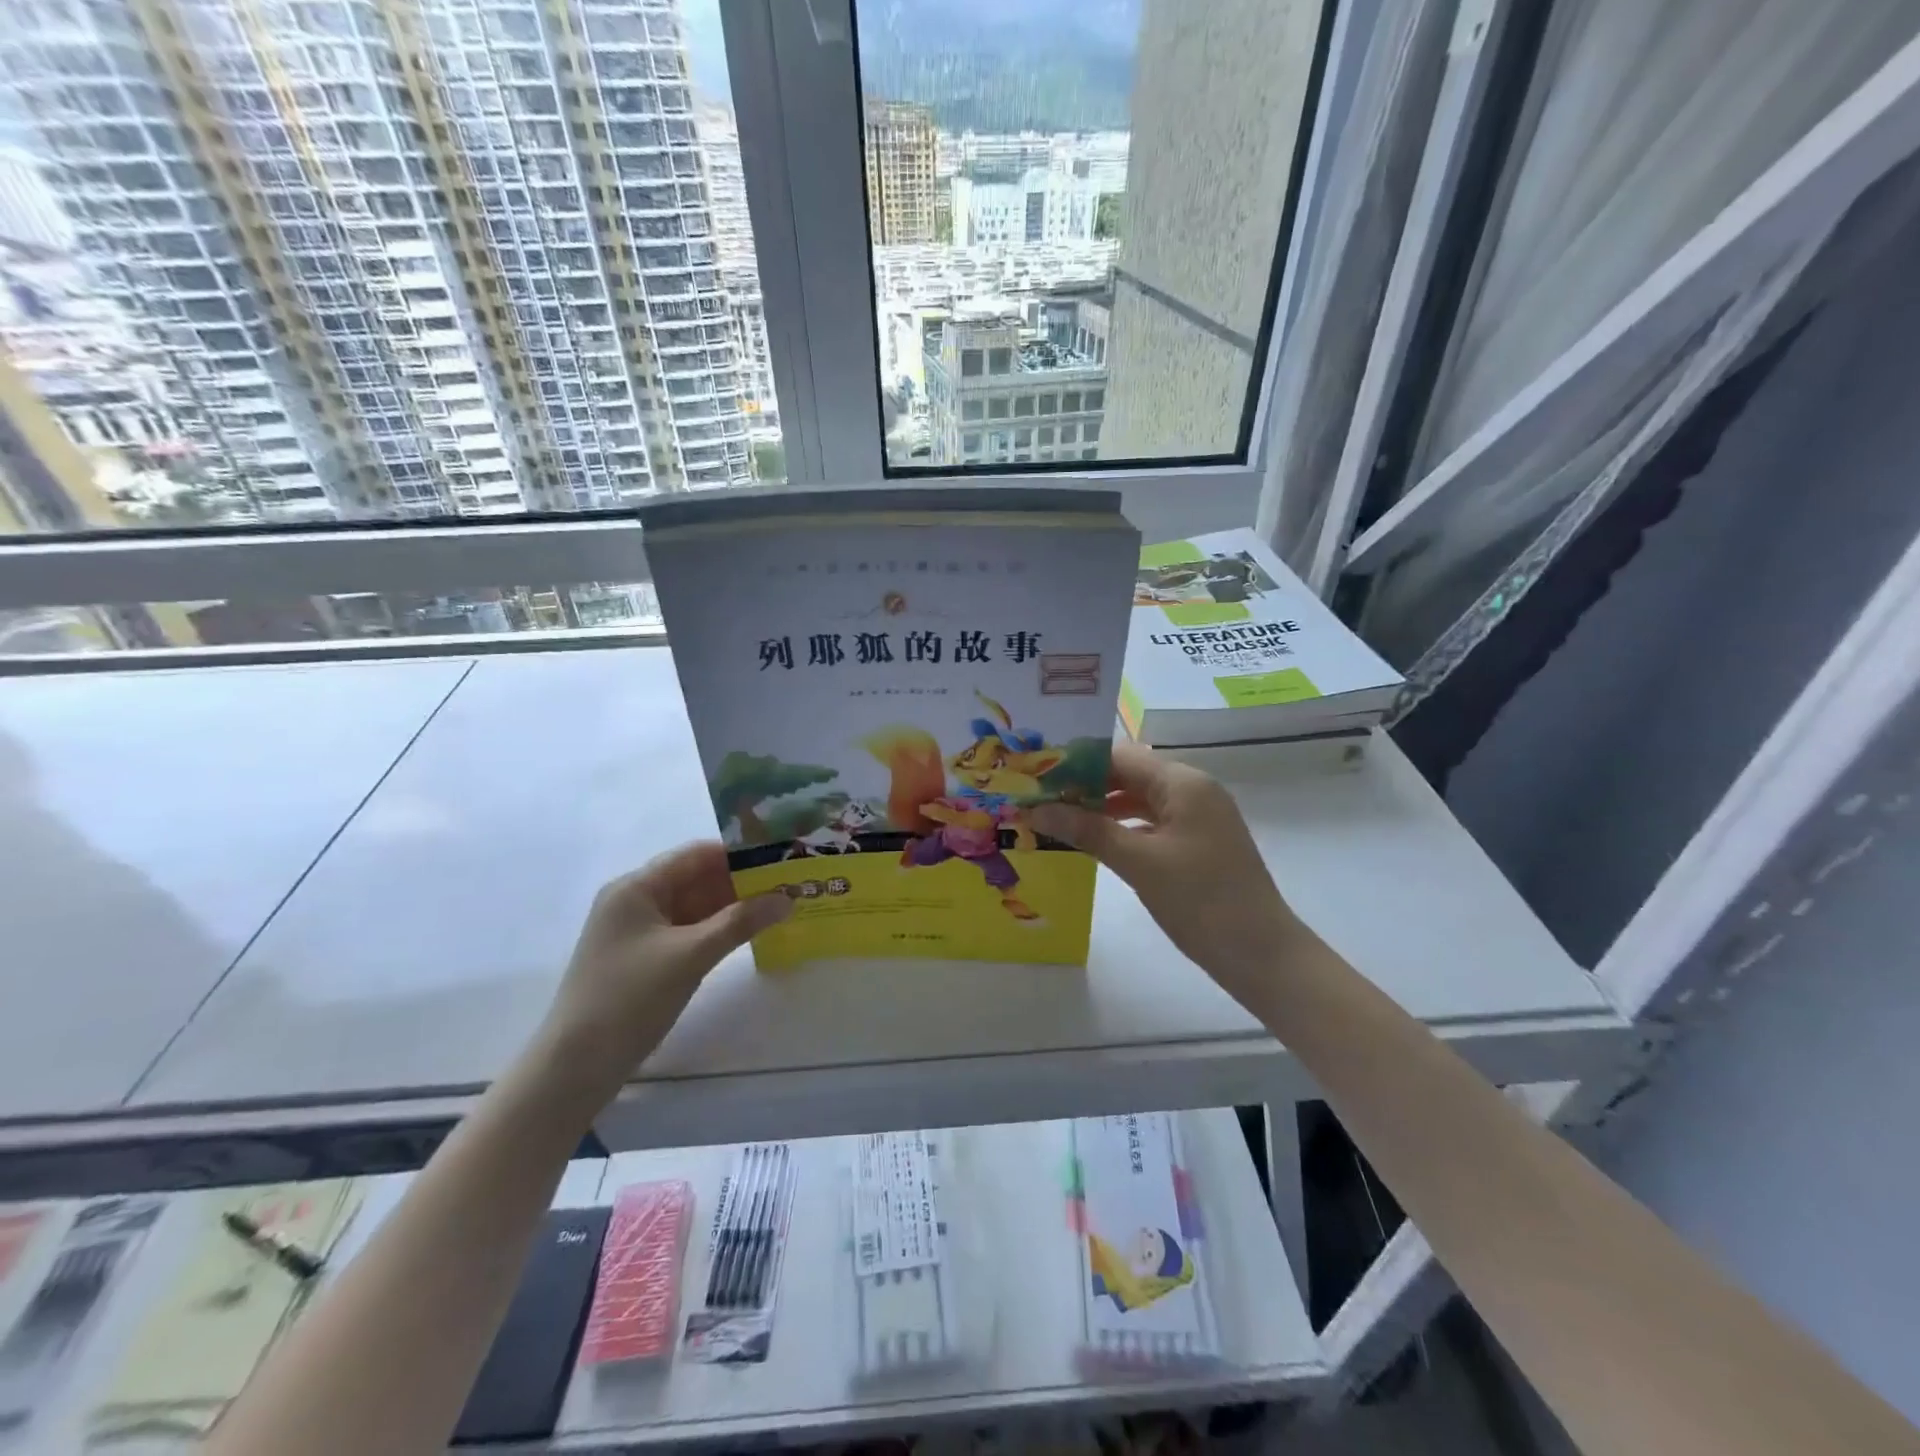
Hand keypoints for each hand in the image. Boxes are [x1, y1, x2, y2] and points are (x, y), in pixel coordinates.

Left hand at [539, 842, 791, 1089]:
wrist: (576, 1066)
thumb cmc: (630, 997)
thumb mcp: (691, 955)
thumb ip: (740, 922)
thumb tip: (787, 897)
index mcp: (637, 887)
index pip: (696, 855)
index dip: (739, 853)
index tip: (781, 857)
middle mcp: (635, 901)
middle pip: (696, 878)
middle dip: (741, 881)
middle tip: (788, 883)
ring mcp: (638, 931)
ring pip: (694, 907)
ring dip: (732, 907)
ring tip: (778, 906)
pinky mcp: (644, 958)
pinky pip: (688, 931)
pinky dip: (717, 930)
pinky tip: (748, 934)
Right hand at [1030, 743, 1304, 994]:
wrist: (1262, 954)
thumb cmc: (1201, 900)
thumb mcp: (1139, 862)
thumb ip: (1088, 831)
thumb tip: (1037, 810)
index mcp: (1183, 783)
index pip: (1120, 756)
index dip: (1076, 764)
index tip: (1036, 777)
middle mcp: (1192, 790)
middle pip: (1129, 775)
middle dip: (1085, 787)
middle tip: (1038, 800)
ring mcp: (1198, 817)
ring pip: (1139, 800)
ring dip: (1101, 808)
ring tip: (1056, 820)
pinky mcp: (1198, 843)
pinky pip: (1151, 823)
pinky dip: (1122, 828)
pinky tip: (1093, 842)